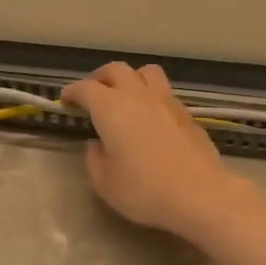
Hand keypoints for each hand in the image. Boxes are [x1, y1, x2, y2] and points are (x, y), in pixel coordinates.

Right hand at [61, 63, 252, 241]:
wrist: (200, 194)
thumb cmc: (144, 190)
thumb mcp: (105, 183)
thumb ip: (94, 159)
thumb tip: (97, 144)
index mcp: (111, 108)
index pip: (86, 88)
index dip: (72, 92)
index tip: (66, 101)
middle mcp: (137, 95)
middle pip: (116, 70)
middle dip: (100, 78)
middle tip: (92, 95)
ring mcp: (166, 101)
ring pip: (145, 72)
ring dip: (130, 78)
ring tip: (125, 96)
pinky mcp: (187, 113)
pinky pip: (164, 92)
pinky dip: (151, 96)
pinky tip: (150, 117)